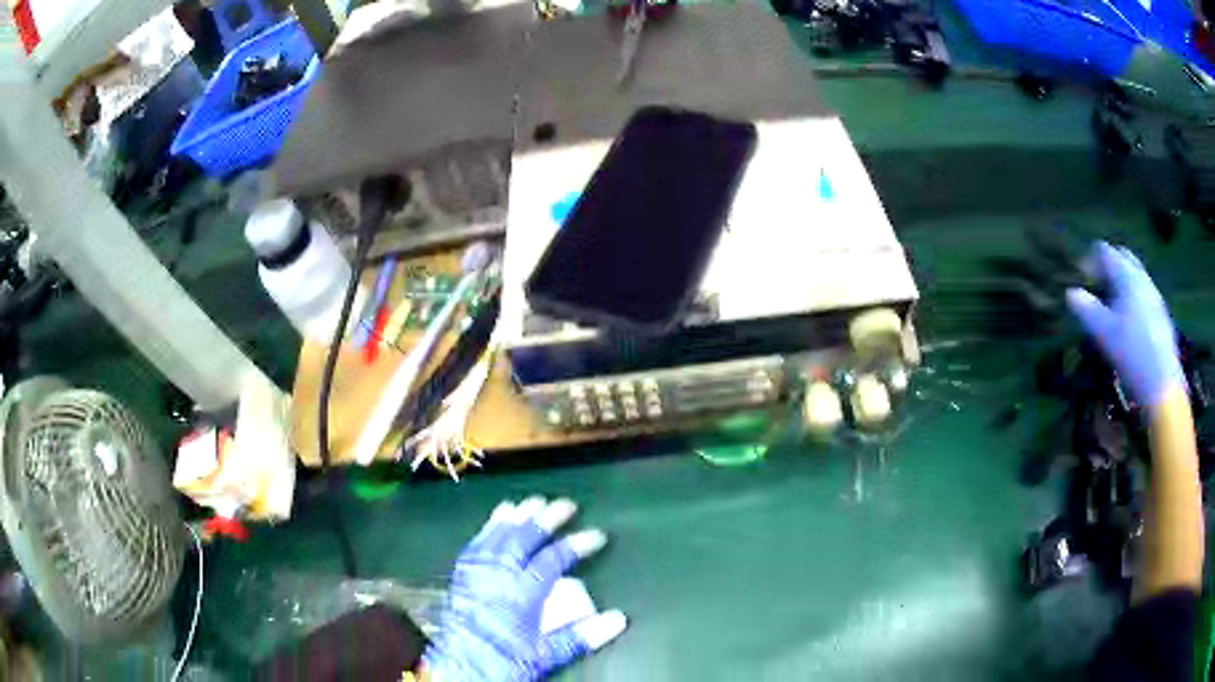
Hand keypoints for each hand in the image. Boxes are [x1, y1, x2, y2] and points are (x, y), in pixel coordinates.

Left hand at [421, 496, 626, 680]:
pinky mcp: (461, 576)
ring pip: (497, 535)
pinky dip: (488, 528)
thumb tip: (619, 619)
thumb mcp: (545, 655)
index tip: (597, 535)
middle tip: (565, 504)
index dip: (576, 544)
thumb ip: (581, 636)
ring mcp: (476, 573)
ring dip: (516, 517)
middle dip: (545, 518)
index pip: (553, 559)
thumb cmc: (504, 661)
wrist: (458, 669)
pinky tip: (495, 521)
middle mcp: (498, 576)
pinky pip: (476, 543)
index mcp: (521, 594)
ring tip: (531, 501)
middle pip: (523, 538)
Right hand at [1065, 242, 1182, 408]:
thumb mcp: (1103, 333)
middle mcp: (1142, 278)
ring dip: (1122, 284)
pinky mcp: (1161, 314)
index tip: (1082, 280)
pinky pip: (1144, 294)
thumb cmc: (1131, 354)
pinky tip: (1130, 324)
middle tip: (1098, 289)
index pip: (1104, 251)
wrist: (1161, 384)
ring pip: (1135, 276)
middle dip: (1109, 267)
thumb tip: (1071, 293)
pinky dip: (1133, 299)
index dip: (1090, 261)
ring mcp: (1154, 295)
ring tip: (1113, 309)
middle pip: (1123, 258)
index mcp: (1126, 276)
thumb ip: (1086, 309)